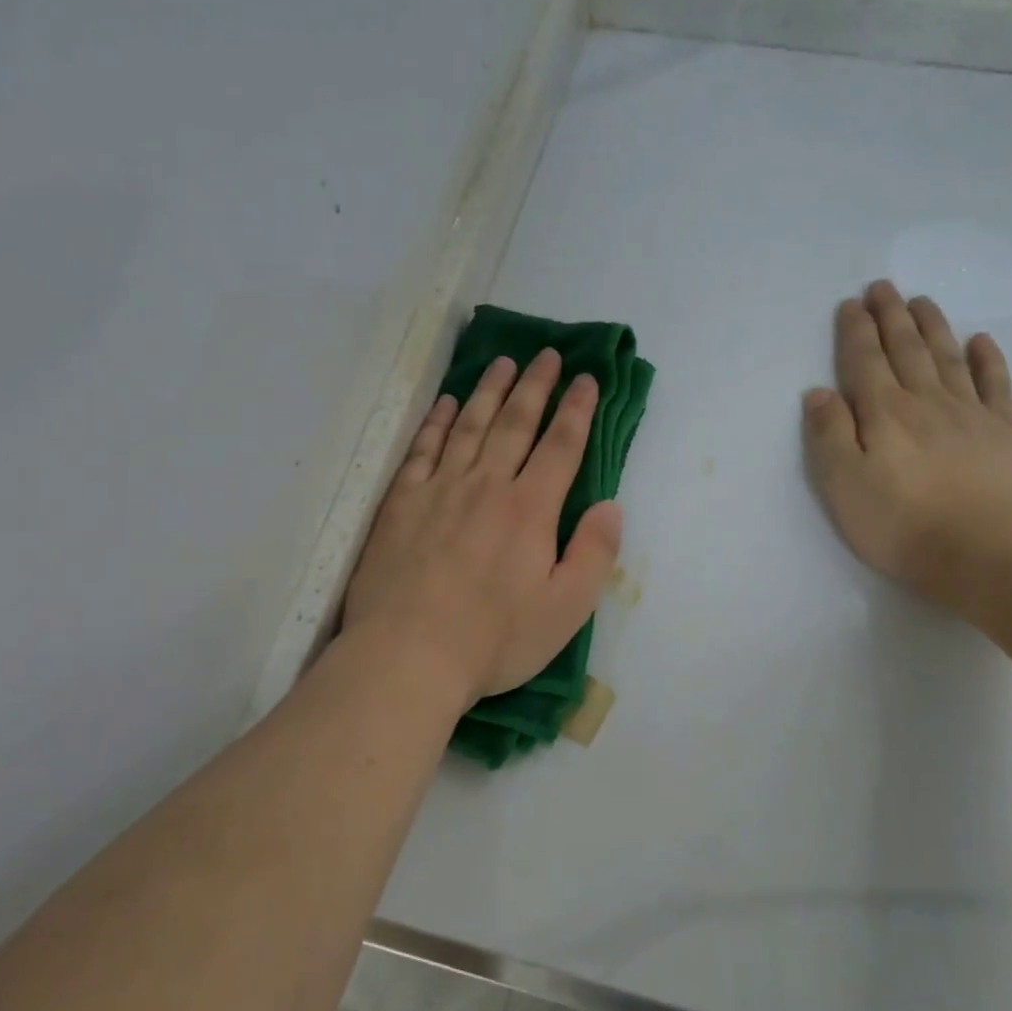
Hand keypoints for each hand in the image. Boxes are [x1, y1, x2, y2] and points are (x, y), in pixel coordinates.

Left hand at [343, 348, 622, 709]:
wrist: (408, 655)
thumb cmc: (495, 639)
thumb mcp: (566, 609)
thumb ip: (594, 553)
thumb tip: (611, 505)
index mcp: (530, 509)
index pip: (560, 446)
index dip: (577, 410)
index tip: (587, 379)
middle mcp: (486, 485)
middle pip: (515, 424)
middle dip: (535, 386)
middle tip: (546, 355)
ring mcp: (439, 489)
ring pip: (469, 425)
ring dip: (489, 392)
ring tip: (503, 364)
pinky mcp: (401, 503)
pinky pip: (422, 449)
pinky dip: (435, 421)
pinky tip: (445, 403)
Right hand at [804, 281, 1011, 613]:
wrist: (987, 553)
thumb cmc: (903, 525)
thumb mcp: (844, 485)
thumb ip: (829, 435)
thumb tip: (818, 392)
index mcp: (884, 413)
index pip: (865, 361)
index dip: (856, 331)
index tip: (851, 304)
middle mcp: (925, 401)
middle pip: (906, 349)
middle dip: (891, 317)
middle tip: (884, 287)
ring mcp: (970, 413)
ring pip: (947, 357)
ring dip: (932, 327)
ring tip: (921, 301)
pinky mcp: (1004, 432)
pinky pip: (994, 384)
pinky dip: (986, 359)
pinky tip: (980, 341)